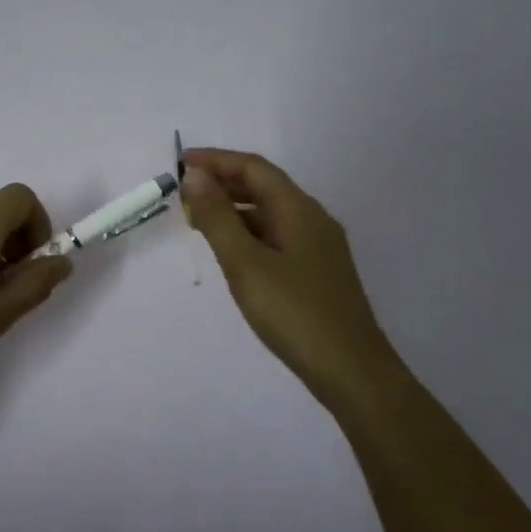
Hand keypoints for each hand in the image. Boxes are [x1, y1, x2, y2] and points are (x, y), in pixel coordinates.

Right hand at [181, 147, 397, 413]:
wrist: (351, 371)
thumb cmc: (294, 313)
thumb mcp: (245, 263)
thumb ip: (218, 218)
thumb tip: (195, 176)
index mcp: (299, 210)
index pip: (254, 168)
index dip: (216, 160)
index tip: (179, 164)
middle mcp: (312, 219)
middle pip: (264, 187)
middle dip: (222, 183)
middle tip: (183, 194)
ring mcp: (318, 246)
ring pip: (270, 213)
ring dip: (233, 209)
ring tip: (197, 221)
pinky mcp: (316, 271)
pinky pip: (276, 236)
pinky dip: (247, 233)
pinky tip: (230, 252)